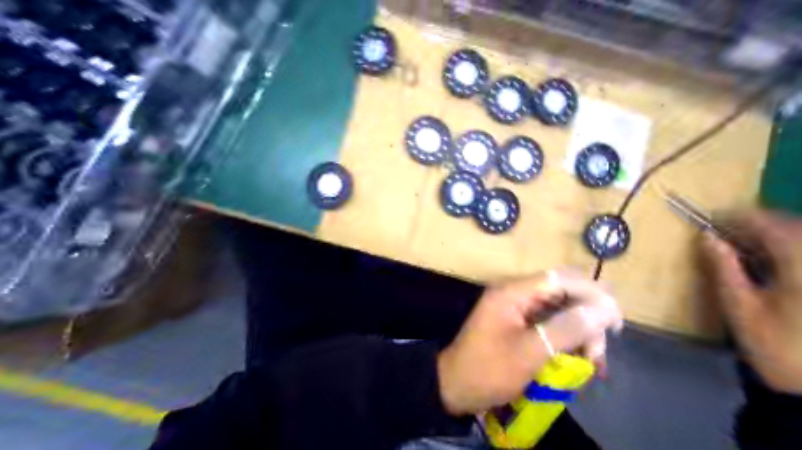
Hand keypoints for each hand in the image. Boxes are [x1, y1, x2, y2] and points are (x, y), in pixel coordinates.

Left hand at [436, 269, 622, 416]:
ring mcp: (516, 308)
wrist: (454, 387)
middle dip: (587, 317)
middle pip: (563, 292)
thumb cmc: (489, 370)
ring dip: (580, 331)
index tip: (616, 320)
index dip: (592, 293)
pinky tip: (580, 361)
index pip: (561, 278)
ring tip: (593, 364)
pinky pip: (550, 323)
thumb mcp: (531, 352)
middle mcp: (516, 293)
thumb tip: (605, 309)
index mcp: (514, 292)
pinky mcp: (518, 323)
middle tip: (600, 350)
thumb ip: (567, 328)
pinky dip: (567, 339)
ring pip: (560, 309)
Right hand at [704, 213, 801, 390]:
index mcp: (800, 267)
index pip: (769, 225)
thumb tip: (707, 237)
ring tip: (741, 247)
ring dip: (770, 237)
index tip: (710, 220)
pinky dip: (785, 252)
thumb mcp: (740, 307)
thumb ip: (724, 268)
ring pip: (800, 239)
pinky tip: (768, 263)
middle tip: (722, 235)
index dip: (737, 218)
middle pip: (790, 227)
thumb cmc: (775, 347)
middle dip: (754, 226)